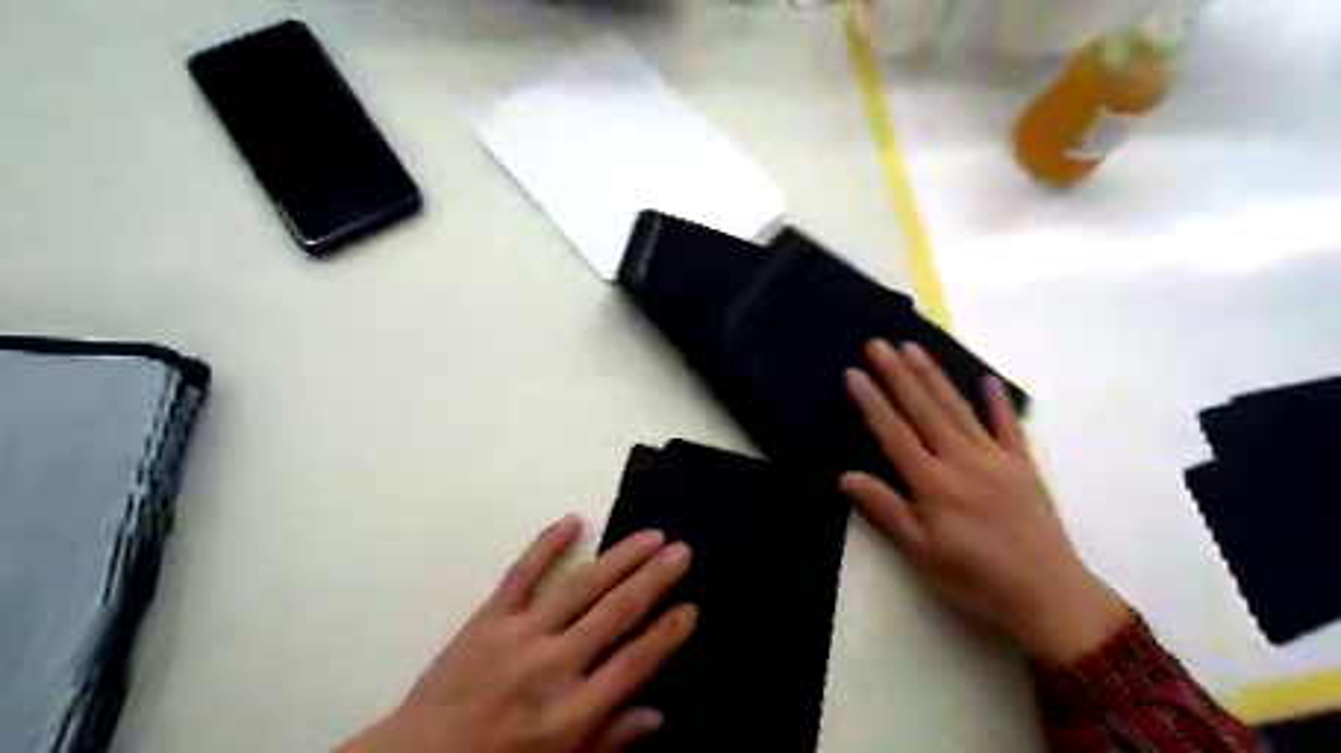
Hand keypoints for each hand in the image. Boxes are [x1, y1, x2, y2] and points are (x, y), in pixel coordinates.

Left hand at [336, 515, 695, 752]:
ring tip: (650, 535)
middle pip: (614, 614)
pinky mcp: (487, 618)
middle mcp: (551, 668)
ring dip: (619, 558)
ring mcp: (518, 636)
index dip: (667, 634)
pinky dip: (546, 544)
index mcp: (570, 714)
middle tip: (681, 550)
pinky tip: (572, 520)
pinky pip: (521, 574)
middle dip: (653, 580)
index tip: (692, 607)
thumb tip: (659, 714)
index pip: (633, 664)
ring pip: (580, 586)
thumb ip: (609, 741)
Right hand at [840, 341, 1122, 665]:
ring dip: (934, 377)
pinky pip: (1009, 428)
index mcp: (934, 484)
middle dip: (898, 375)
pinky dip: (998, 403)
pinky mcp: (1024, 467)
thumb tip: (846, 476)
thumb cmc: (976, 581)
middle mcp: (962, 461)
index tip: (853, 372)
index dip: (871, 402)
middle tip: (878, 344)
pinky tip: (987, 380)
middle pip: (924, 410)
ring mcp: (996, 460)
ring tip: (913, 348)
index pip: (894, 433)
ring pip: (958, 410)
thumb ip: (886, 510)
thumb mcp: (922, 553)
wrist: (1050, 599)